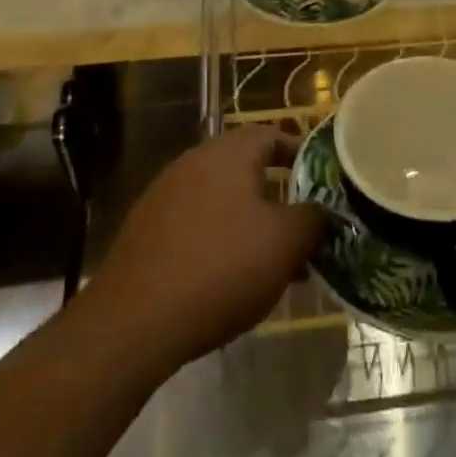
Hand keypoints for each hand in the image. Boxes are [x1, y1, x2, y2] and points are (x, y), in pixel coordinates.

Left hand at [87, 126, 324, 373]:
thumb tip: (320, 211)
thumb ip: (312, 219)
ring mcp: (165, 193)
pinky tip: (227, 280)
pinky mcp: (145, 229)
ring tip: (270, 265)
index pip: (273, 136)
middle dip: (277, 197)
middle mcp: (195, 161)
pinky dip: (217, 241)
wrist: (134, 320)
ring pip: (221, 200)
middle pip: (246, 168)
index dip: (301, 156)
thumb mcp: (285, 243)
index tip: (321, 183)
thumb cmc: (221, 267)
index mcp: (230, 152)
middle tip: (300, 230)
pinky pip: (194, 224)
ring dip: (248, 224)